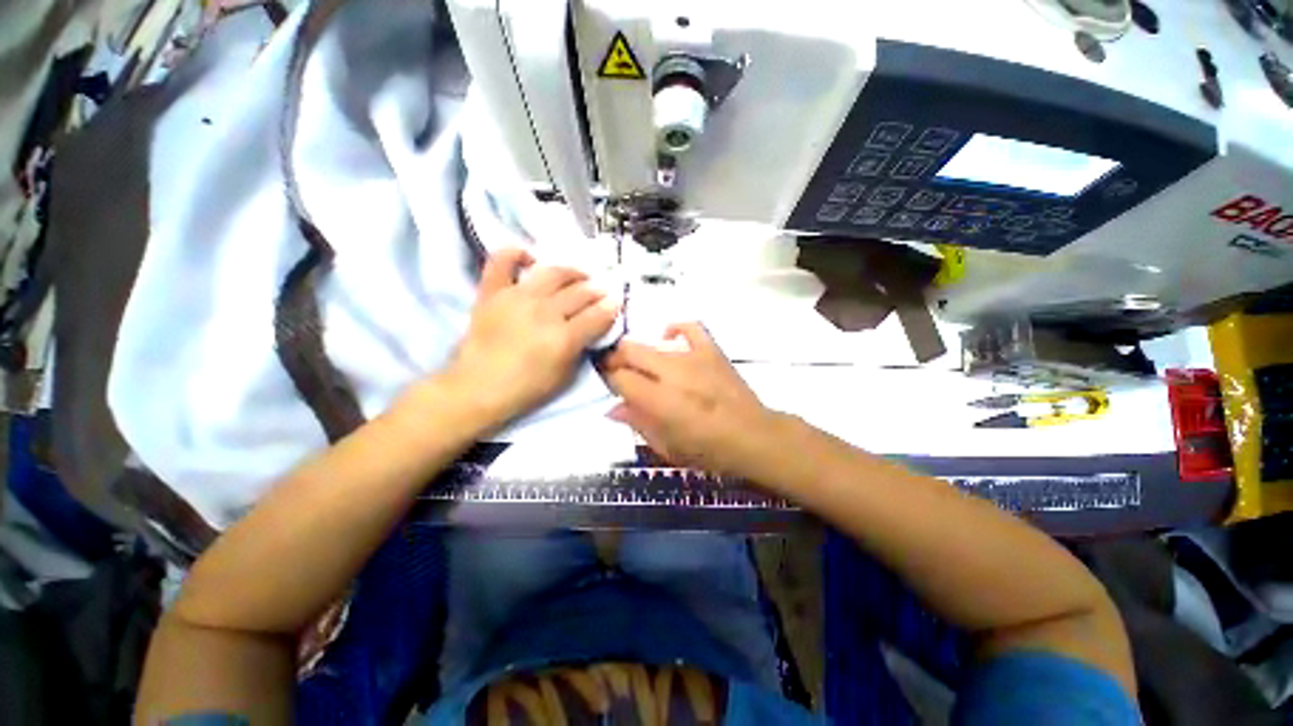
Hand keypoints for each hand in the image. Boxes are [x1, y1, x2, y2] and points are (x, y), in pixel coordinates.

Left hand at [440, 249, 618, 426]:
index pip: (597, 315)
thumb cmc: (526, 388)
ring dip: (571, 271)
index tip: (616, 303)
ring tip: (578, 276)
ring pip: (552, 272)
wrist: (478, 388)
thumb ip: (581, 348)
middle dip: (596, 291)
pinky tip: (530, 258)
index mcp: (563, 337)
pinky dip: (515, 253)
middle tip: (601, 292)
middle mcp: (544, 312)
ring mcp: (516, 297)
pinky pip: (502, 261)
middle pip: (580, 292)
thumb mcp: (565, 375)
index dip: (611, 308)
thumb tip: (592, 328)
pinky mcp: (492, 292)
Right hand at [601, 323, 780, 477]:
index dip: (606, 377)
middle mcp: (671, 373)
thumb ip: (637, 423)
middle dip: (616, 358)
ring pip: (651, 342)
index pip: (619, 377)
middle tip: (616, 369)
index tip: (605, 380)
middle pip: (629, 351)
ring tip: (641, 363)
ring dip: (639, 351)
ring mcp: (693, 357)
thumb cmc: (708, 450)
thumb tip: (612, 408)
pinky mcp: (711, 350)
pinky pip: (689, 327)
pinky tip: (669, 338)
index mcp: (658, 400)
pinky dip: (675, 329)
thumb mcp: (666, 447)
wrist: (753, 437)